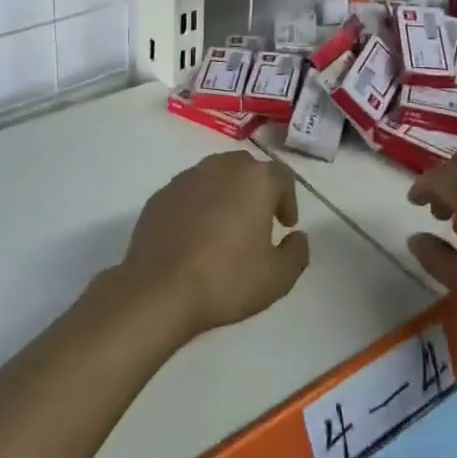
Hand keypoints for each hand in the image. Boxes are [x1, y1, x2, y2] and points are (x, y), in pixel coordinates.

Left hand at [116, 151, 311, 343]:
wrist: (159, 289)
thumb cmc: (226, 280)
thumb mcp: (277, 278)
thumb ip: (297, 253)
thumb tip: (297, 237)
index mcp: (254, 180)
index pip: (281, 176)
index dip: (288, 200)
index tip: (285, 225)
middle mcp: (221, 167)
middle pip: (247, 169)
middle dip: (257, 190)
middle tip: (258, 221)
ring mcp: (187, 178)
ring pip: (216, 175)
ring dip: (226, 193)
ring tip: (226, 226)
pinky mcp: (162, 194)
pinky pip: (189, 191)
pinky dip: (198, 204)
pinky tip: (195, 234)